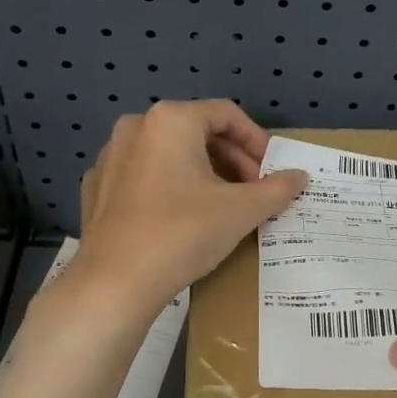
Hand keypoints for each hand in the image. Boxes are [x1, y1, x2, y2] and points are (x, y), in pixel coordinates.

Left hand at [66, 100, 306, 318]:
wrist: (115, 283)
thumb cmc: (183, 233)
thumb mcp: (242, 210)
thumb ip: (276, 188)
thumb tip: (300, 176)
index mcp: (170, 120)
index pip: (226, 114)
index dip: (256, 140)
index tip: (272, 170)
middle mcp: (136, 127)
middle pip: (196, 131)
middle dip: (231, 158)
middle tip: (252, 190)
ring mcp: (110, 157)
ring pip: (168, 153)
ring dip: (201, 172)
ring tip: (221, 205)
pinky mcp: (95, 188)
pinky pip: (142, 176)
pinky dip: (168, 187)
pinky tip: (179, 218)